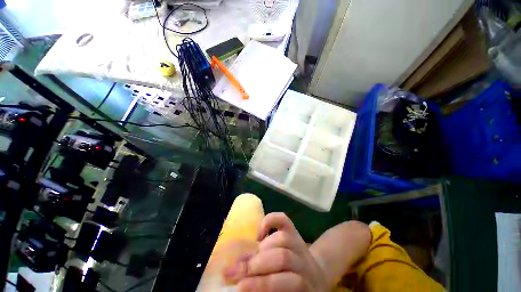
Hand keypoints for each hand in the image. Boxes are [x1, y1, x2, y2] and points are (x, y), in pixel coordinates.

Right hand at [223, 213, 329, 291]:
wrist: (316, 276)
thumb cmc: (296, 290)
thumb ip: (267, 289)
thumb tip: (240, 284)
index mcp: (305, 286)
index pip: (285, 283)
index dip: (261, 284)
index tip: (239, 287)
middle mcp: (305, 263)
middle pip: (282, 258)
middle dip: (256, 264)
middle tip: (233, 271)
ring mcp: (300, 244)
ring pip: (283, 238)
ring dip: (261, 248)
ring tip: (249, 257)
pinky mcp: (295, 231)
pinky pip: (284, 219)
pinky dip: (269, 221)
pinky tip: (259, 233)